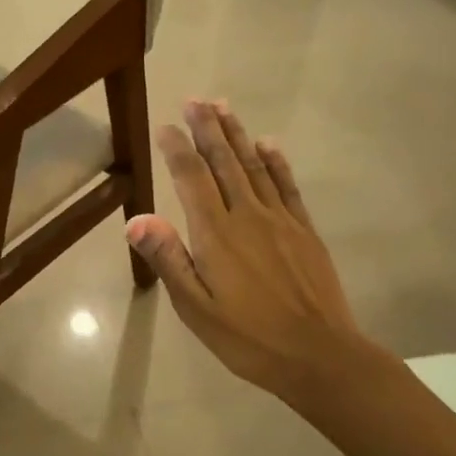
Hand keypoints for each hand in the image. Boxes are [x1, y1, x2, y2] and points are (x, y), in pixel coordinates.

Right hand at [126, 100, 368, 407]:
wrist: (319, 356)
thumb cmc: (249, 338)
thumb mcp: (197, 309)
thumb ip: (169, 260)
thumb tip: (136, 219)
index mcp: (216, 234)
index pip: (192, 178)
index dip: (177, 148)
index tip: (166, 126)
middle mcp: (247, 215)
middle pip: (223, 162)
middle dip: (207, 128)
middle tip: (196, 100)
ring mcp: (280, 220)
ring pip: (254, 166)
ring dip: (237, 134)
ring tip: (223, 107)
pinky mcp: (304, 230)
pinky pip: (287, 186)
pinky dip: (276, 161)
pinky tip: (268, 144)